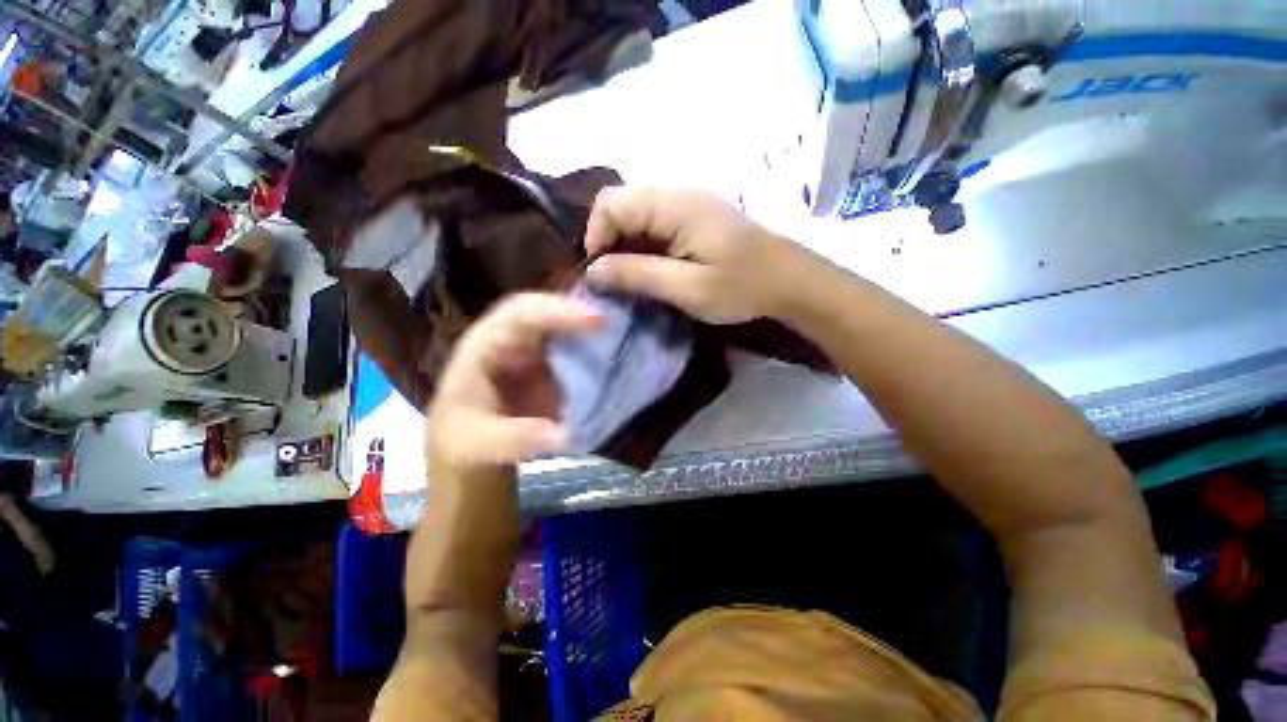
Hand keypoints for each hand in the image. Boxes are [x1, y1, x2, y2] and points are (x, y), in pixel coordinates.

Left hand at [425, 294, 603, 475]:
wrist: (469, 443)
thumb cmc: (467, 438)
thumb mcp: (481, 444)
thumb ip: (518, 438)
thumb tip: (565, 435)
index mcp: (484, 346)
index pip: (519, 315)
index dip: (558, 313)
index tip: (596, 321)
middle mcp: (507, 336)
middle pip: (541, 305)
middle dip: (577, 306)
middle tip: (614, 319)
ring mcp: (528, 345)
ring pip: (556, 316)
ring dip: (586, 318)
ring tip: (620, 327)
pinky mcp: (545, 358)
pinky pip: (569, 339)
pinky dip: (590, 339)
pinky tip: (612, 346)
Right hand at [583, 187, 798, 323]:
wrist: (789, 281)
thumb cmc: (742, 287)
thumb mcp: (688, 288)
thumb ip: (638, 275)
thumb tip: (593, 271)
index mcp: (674, 205)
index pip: (611, 203)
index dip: (595, 237)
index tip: (601, 275)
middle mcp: (677, 193)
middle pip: (621, 204)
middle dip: (608, 242)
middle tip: (614, 280)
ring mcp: (688, 202)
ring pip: (636, 213)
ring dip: (625, 244)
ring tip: (631, 277)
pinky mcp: (696, 216)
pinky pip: (655, 222)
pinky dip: (643, 244)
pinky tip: (652, 268)